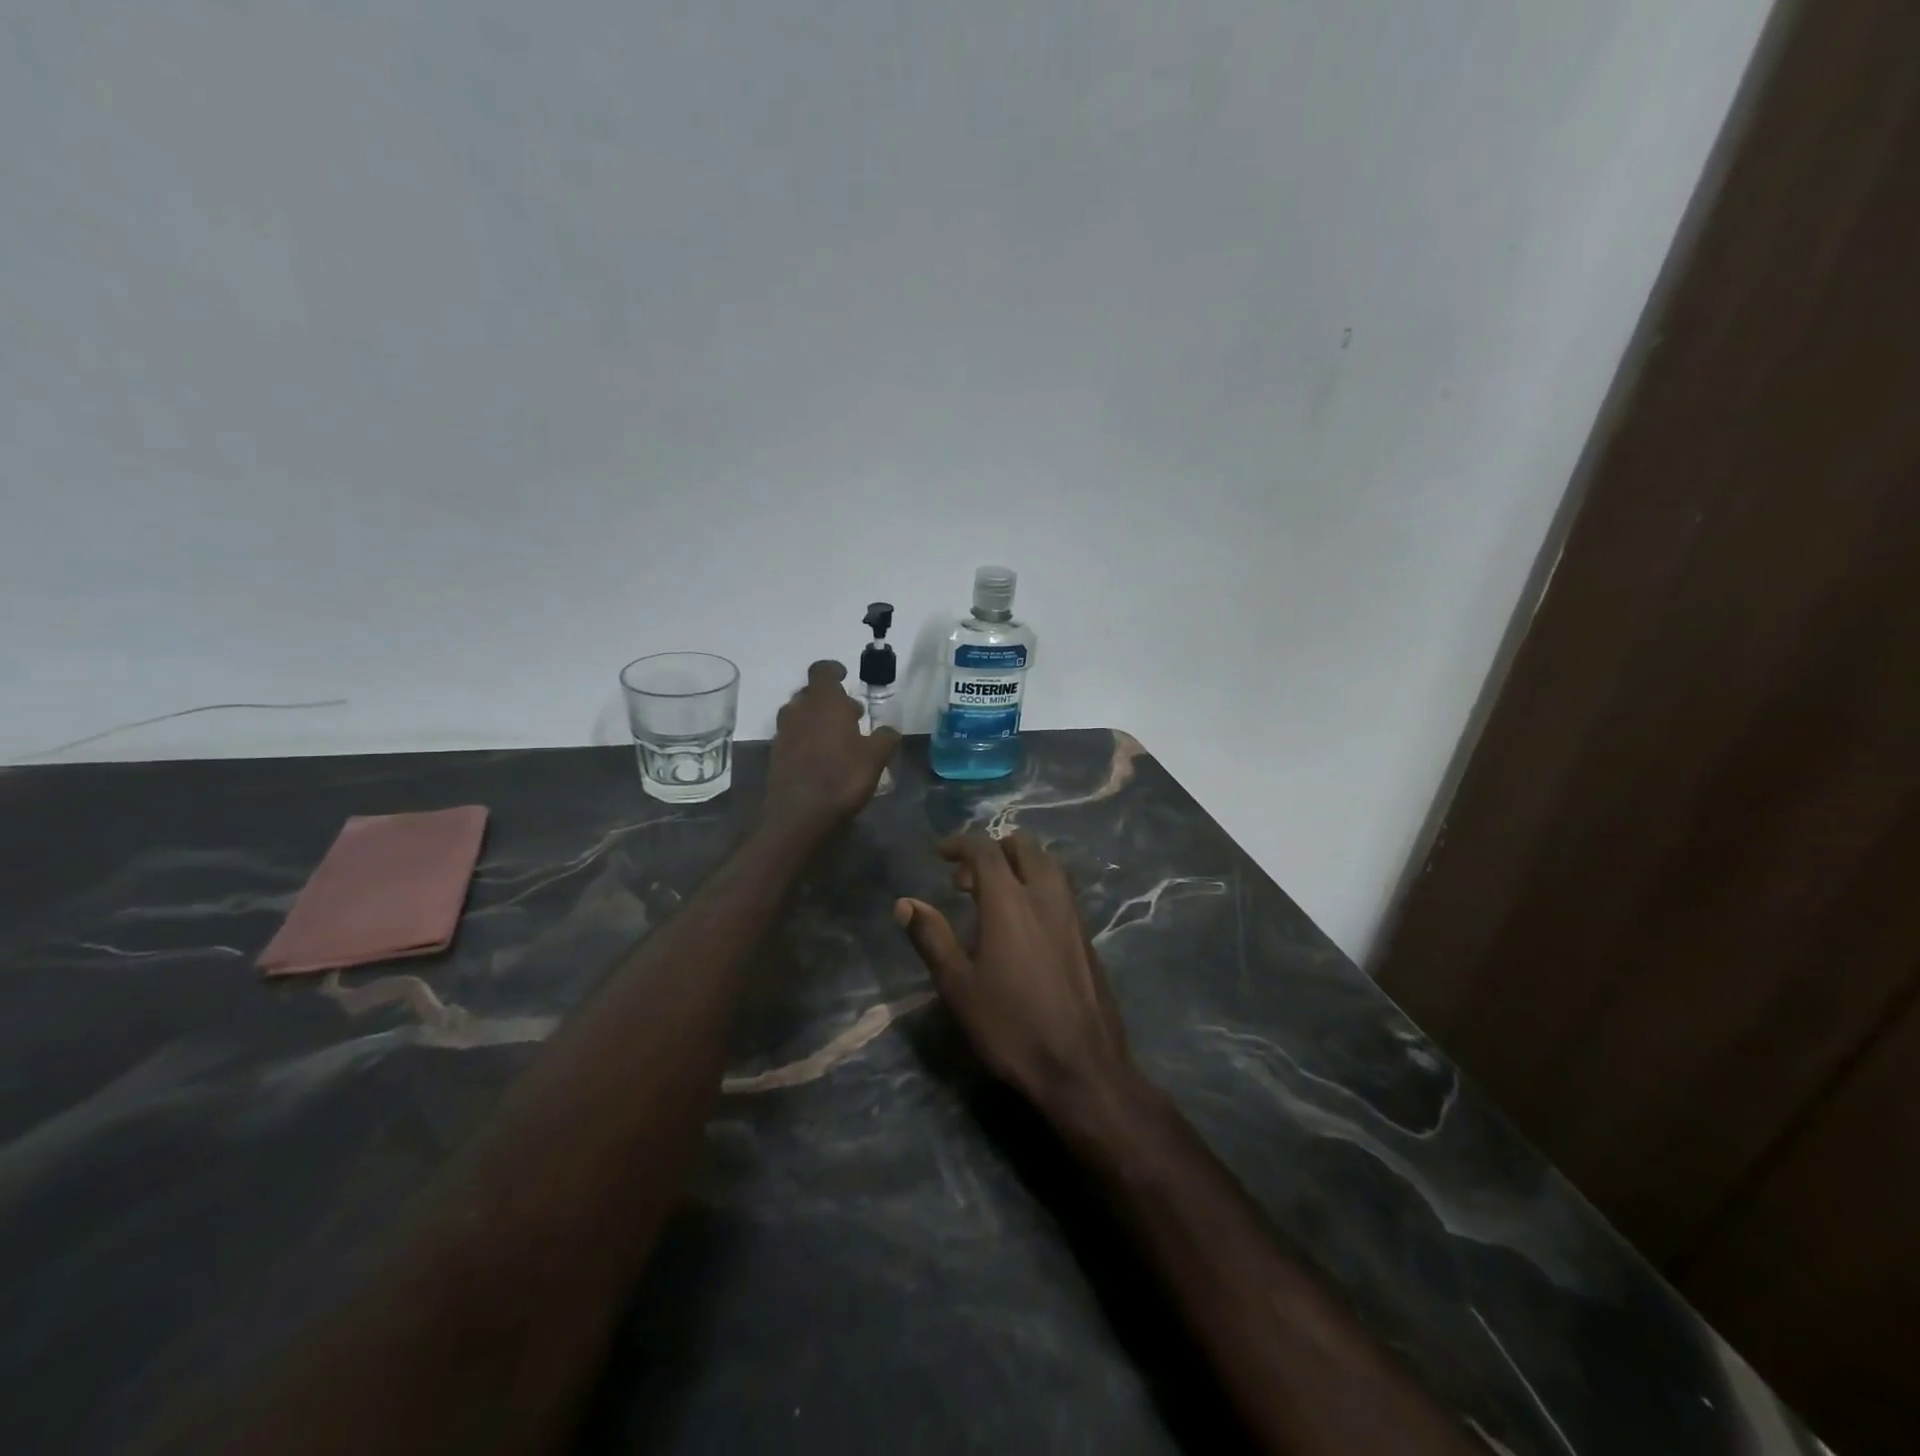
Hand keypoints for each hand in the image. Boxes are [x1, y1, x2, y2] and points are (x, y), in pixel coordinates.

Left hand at [762, 660, 899, 839]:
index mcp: (823, 702)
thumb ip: (885, 737)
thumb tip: (889, 730)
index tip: (844, 675)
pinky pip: (792, 736)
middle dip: (830, 700)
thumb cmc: (842, 777)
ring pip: (799, 714)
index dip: (833, 670)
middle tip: (851, 715)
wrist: (799, 815)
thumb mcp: (875, 757)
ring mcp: (783, 733)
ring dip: (816, 719)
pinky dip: (805, 739)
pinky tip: (821, 758)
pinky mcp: (775, 755)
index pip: (822, 671)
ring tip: (838, 737)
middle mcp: (798, 710)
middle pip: (810, 693)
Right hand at [895, 832, 1130, 1110]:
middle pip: (1023, 846)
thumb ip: (932, 938)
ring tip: (994, 896)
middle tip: (966, 880)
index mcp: (1010, 902)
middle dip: (992, 849)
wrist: (1081, 1066)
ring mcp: (1072, 914)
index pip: (985, 849)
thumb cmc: (1010, 1026)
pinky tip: (1024, 923)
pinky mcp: (1087, 935)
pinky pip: (1061, 890)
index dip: (960, 844)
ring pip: (1047, 865)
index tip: (940, 854)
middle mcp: (1045, 896)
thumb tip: (905, 903)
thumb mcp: (958, 986)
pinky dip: (1037, 886)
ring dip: (1019, 865)